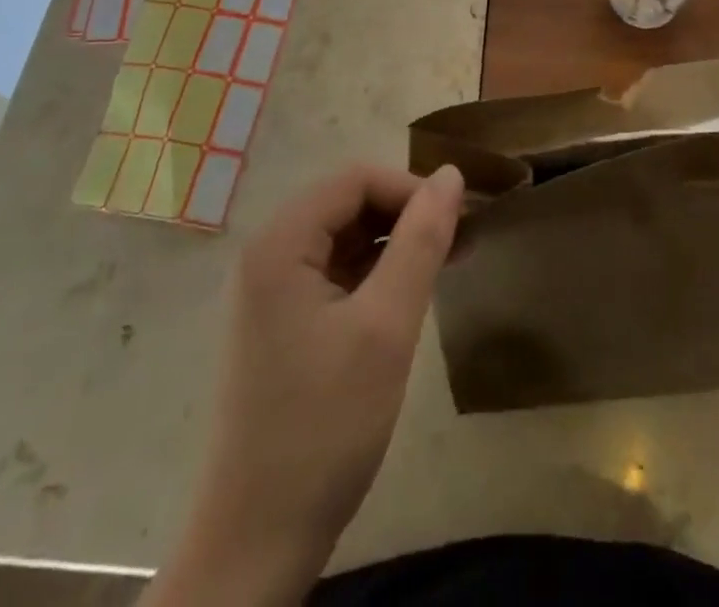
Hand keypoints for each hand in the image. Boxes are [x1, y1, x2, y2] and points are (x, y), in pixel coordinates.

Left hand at [147, 163, 464, 606]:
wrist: (255, 544)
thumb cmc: (324, 427)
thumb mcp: (386, 327)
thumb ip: (420, 241)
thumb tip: (451, 175)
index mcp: (280, 243)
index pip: (356, 179)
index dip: (412, 188)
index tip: (462, 218)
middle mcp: (269, 254)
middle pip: (348, 203)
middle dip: (407, 213)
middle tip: (463, 240)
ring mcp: (272, 290)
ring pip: (345, 237)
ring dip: (396, 242)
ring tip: (448, 262)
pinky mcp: (282, 322)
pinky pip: (335, 273)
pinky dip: (377, 273)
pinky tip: (410, 294)